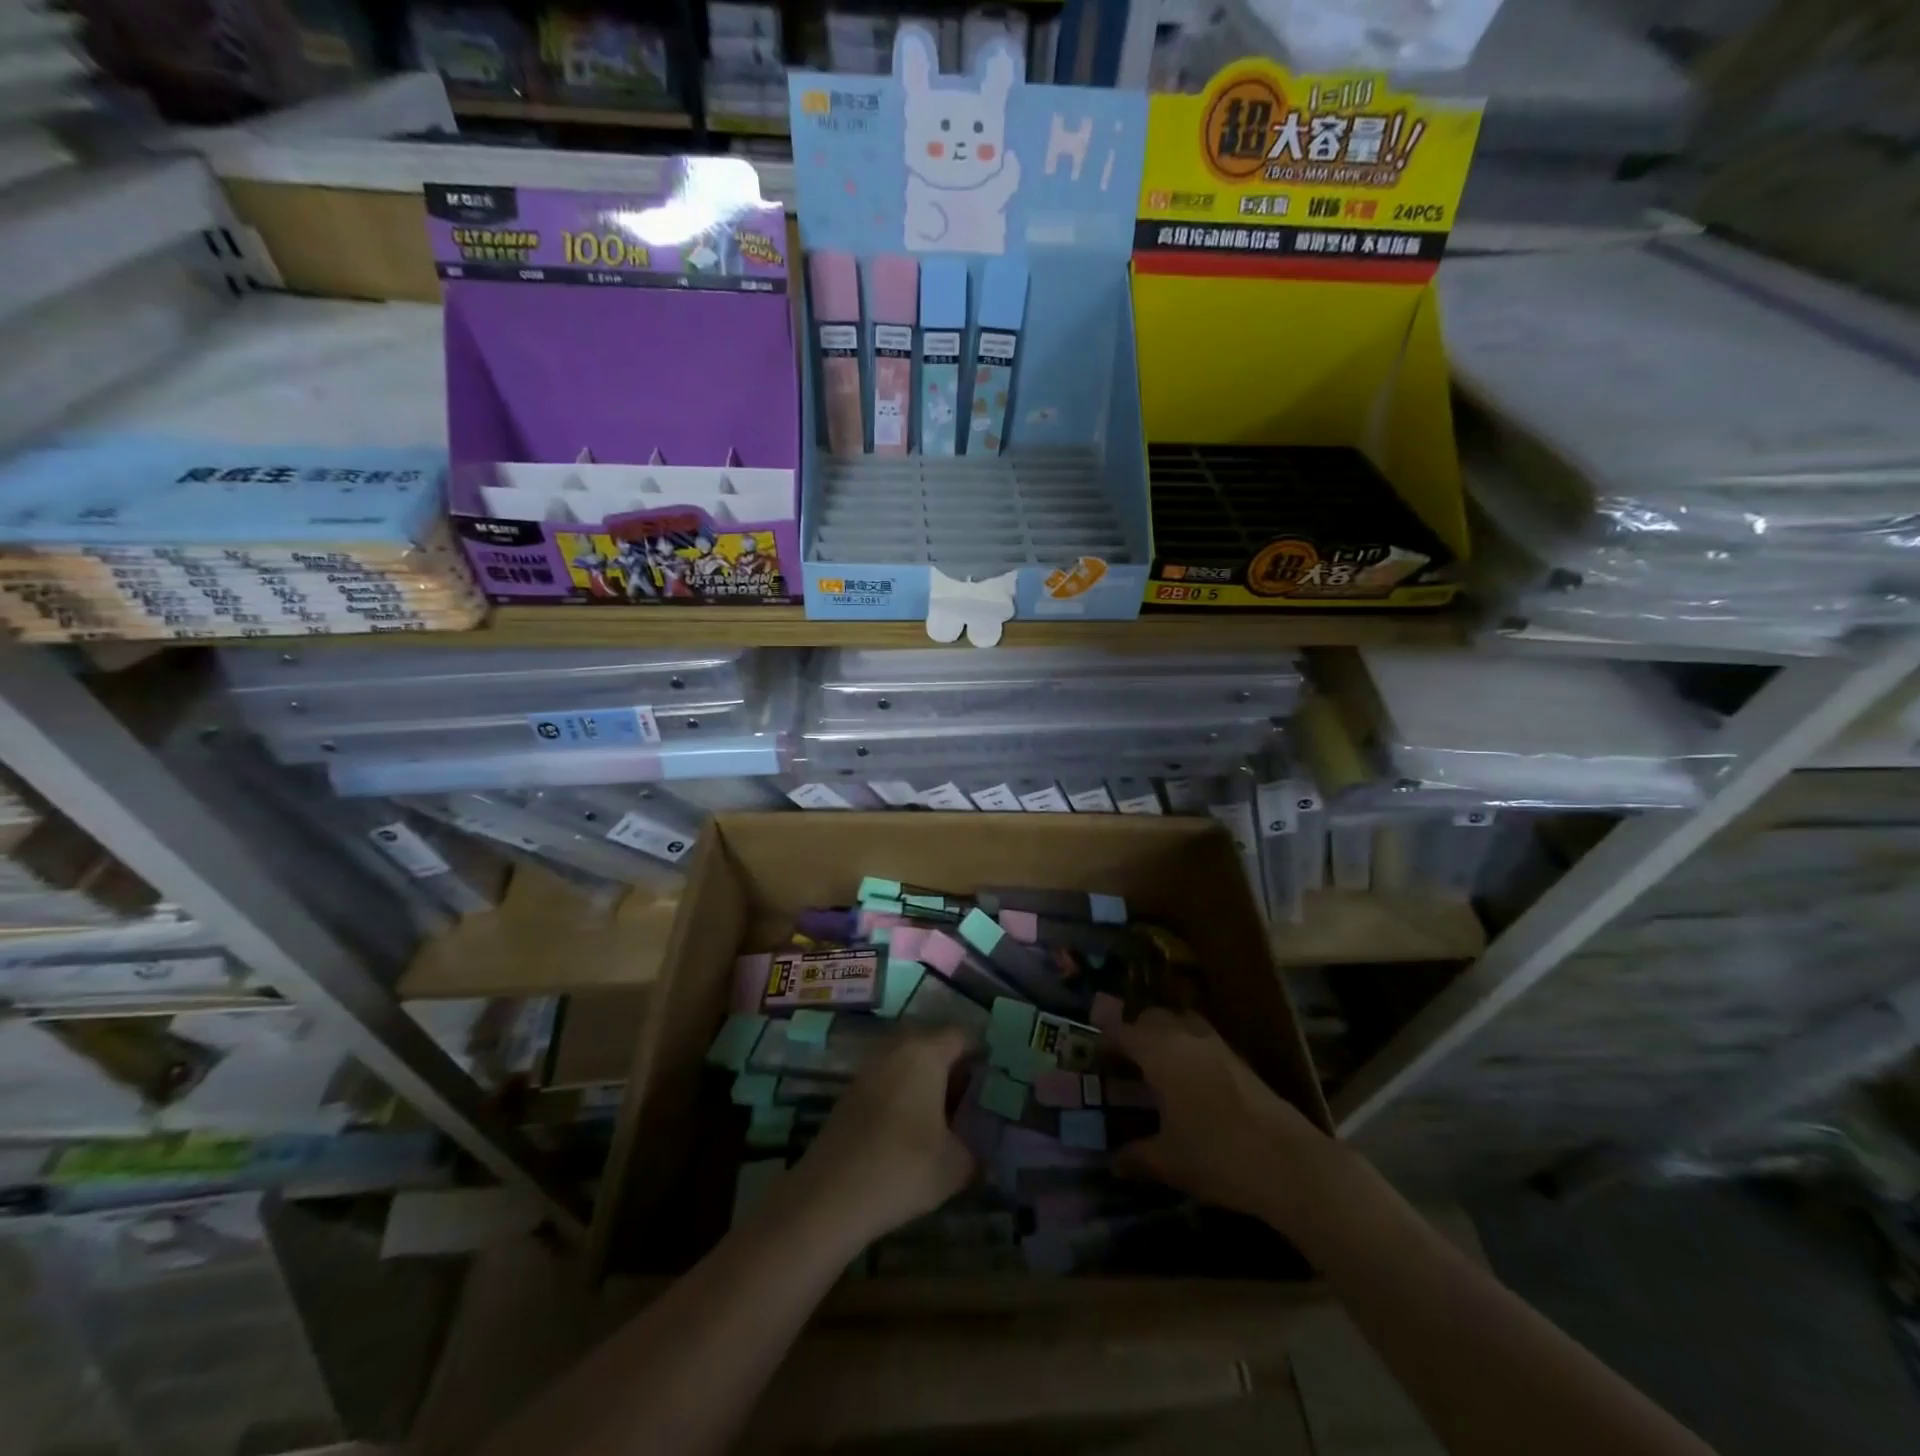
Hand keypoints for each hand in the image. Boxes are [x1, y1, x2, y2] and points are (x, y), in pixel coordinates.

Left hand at [788, 1028, 975, 1247]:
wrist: (829, 1197)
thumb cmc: (903, 1168)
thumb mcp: (956, 1166)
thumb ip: (976, 1150)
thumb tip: (981, 1150)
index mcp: (926, 1053)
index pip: (962, 1036)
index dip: (983, 1054)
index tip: (997, 1079)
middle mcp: (896, 1051)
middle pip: (934, 1046)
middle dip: (955, 1069)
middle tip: (975, 1101)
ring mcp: (869, 1071)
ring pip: (909, 1065)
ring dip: (928, 1085)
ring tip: (947, 1121)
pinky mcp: (851, 1095)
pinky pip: (889, 1084)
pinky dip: (905, 1099)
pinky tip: (913, 1133)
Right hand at [1108, 1009, 1330, 1228]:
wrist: (1288, 1163)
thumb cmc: (1217, 1156)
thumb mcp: (1169, 1162)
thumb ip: (1136, 1157)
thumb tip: (1113, 1162)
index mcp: (1160, 1052)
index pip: (1123, 1031)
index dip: (1106, 1042)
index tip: (1096, 1059)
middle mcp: (1186, 1037)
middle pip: (1152, 1018)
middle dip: (1136, 1032)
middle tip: (1126, 1063)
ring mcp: (1217, 1045)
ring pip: (1182, 1023)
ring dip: (1166, 1035)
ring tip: (1158, 1067)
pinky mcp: (1240, 1060)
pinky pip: (1203, 1039)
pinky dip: (1189, 1048)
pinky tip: (1191, 1082)